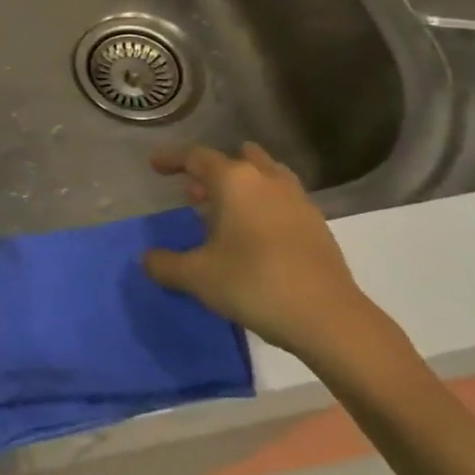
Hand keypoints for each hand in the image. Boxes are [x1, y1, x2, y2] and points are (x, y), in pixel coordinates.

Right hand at [145, 143, 384, 367]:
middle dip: (210, 174)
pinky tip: (255, 234)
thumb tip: (147, 260)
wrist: (328, 317)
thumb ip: (166, 265)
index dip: (173, 159)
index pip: (197, 157)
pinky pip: (282, 200)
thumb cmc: (254, 284)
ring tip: (225, 209)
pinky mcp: (317, 225)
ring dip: (241, 185)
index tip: (155, 166)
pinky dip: (263, 205)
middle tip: (192, 194)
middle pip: (236, 161)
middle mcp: (267, 180)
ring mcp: (297, 200)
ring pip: (264, 176)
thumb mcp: (198, 277)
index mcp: (235, 182)